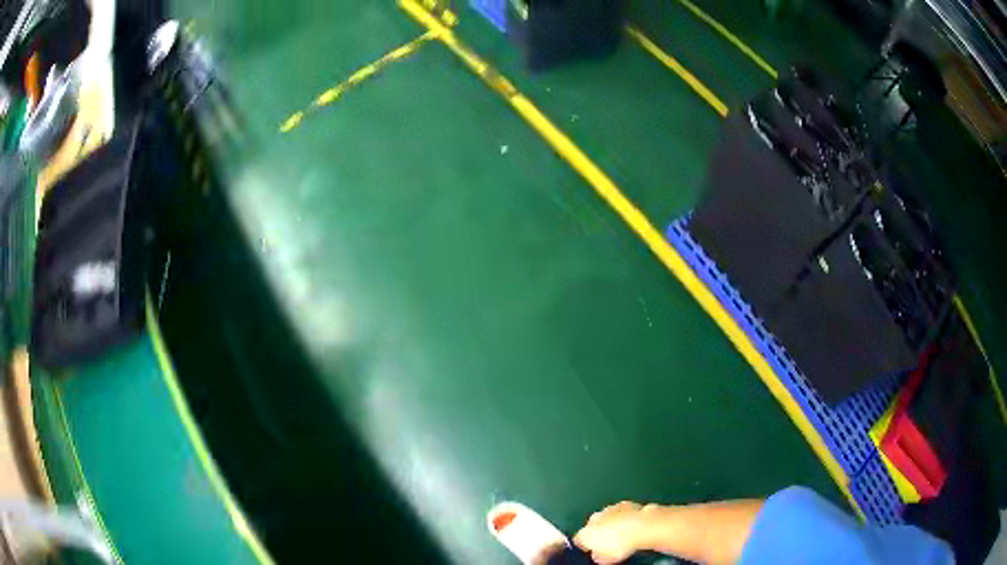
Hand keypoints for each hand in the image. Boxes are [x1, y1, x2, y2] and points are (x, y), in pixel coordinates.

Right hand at [573, 501, 653, 563]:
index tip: (591, 549)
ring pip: (605, 517)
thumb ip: (597, 557)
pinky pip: (619, 511)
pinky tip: (630, 524)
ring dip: (610, 523)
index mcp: (585, 533)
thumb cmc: (623, 543)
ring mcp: (608, 510)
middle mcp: (594, 519)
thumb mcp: (606, 559)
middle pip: (592, 526)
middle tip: (609, 542)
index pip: (578, 540)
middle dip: (598, 532)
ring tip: (621, 533)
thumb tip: (598, 555)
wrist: (642, 527)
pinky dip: (622, 516)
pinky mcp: (623, 504)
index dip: (585, 545)